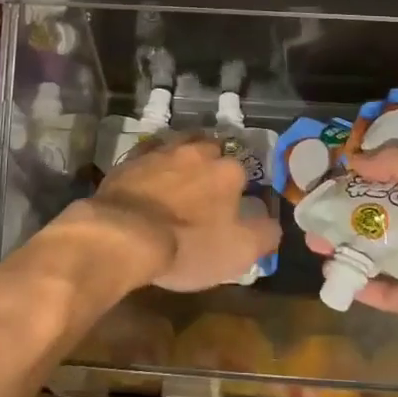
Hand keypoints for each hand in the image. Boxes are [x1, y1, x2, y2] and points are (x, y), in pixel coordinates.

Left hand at [73, 136, 279, 292]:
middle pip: (213, 150)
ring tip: (181, 175)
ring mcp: (163, 151)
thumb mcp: (239, 252)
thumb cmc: (188, 246)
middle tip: (207, 188)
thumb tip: (273, 223)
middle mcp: (198, 151)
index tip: (233, 207)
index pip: (244, 172)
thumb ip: (264, 234)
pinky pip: (149, 152)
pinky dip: (154, 161)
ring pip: (181, 144)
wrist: (124, 235)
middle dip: (213, 164)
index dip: (239, 189)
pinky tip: (150, 174)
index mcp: (228, 171)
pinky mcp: (132, 159)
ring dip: (185, 157)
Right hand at [306, 145, 397, 348]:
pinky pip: (391, 293)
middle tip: (315, 213)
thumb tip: (355, 160)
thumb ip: (394, 162)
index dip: (369, 175)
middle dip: (349, 214)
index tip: (335, 174)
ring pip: (383, 254)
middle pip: (385, 217)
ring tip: (315, 244)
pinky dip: (365, 286)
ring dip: (350, 248)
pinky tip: (335, 277)